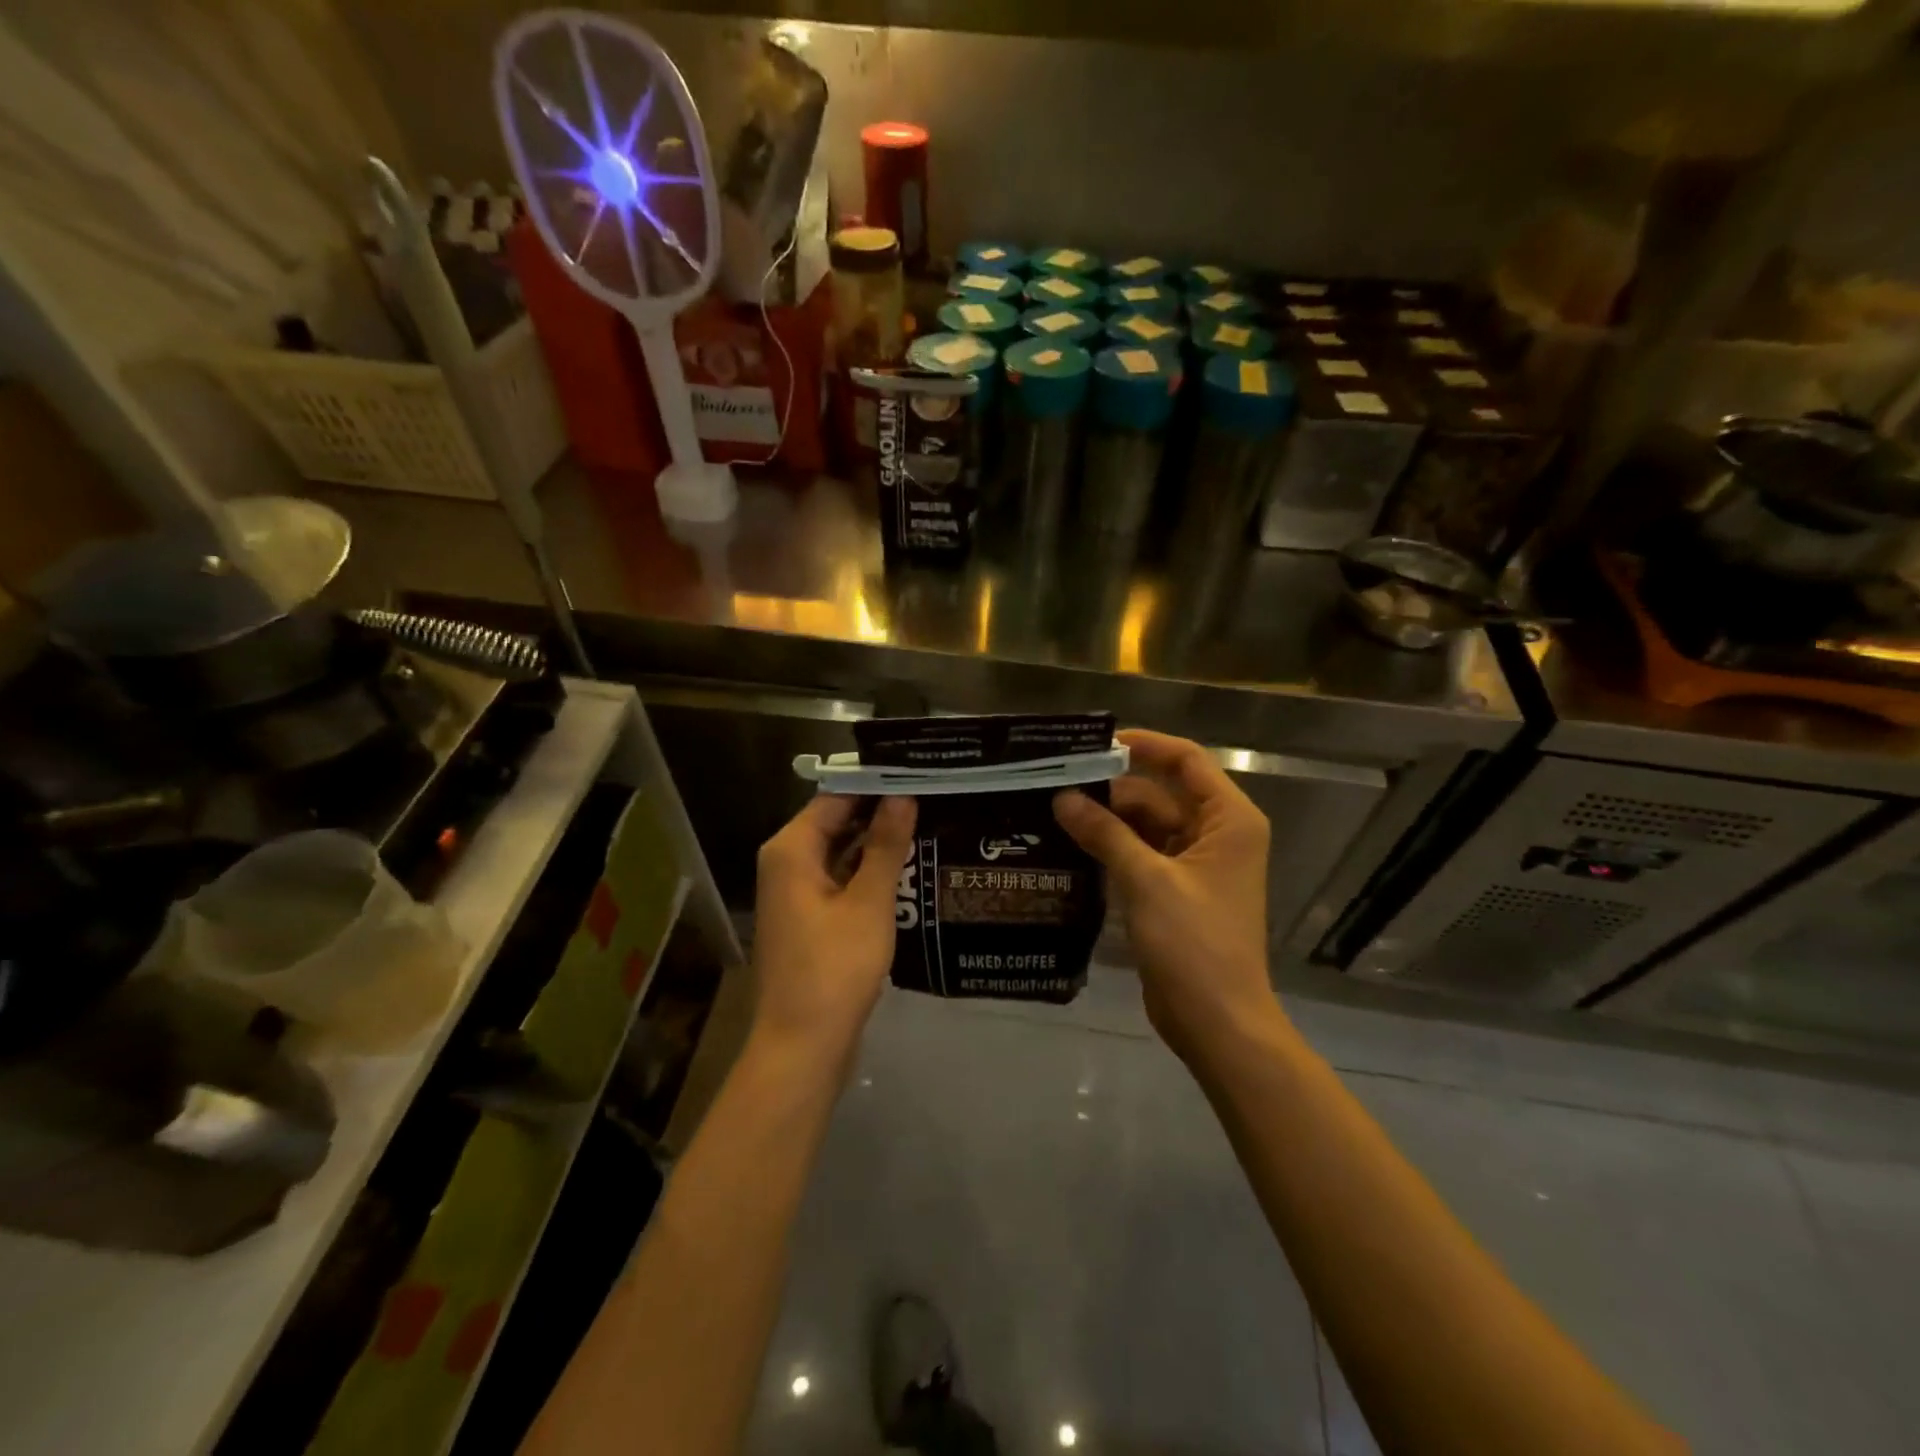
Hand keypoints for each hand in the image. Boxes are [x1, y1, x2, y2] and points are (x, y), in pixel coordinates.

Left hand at [751, 794, 916, 1065]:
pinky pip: (840, 879)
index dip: (876, 784)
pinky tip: (907, 868)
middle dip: (880, 812)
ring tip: (928, 824)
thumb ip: (886, 845)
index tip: (918, 774)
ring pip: (840, 852)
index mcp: (791, 849)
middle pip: (836, 822)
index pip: (836, 797)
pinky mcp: (809, 918)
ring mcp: (796, 893)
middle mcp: (787, 863)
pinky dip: (868, 872)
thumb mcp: (869, 902)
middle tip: (932, 797)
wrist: (803, 1046)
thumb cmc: (835, 969)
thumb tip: (903, 795)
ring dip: (877, 843)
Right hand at [1054, 729, 1281, 1064]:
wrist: (1218, 1022)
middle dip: (1112, 789)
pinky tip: (1071, 846)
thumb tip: (1063, 797)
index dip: (1143, 746)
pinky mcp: (1176, 892)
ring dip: (1107, 821)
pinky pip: (1141, 855)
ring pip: (1146, 826)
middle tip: (1056, 782)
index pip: (1185, 761)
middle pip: (1160, 794)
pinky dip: (1112, 849)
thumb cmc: (1194, 943)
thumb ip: (1105, 833)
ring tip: (1053, 811)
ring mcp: (1196, 865)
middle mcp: (1217, 834)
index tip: (1095, 744)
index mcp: (1229, 819)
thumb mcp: (1147, 880)